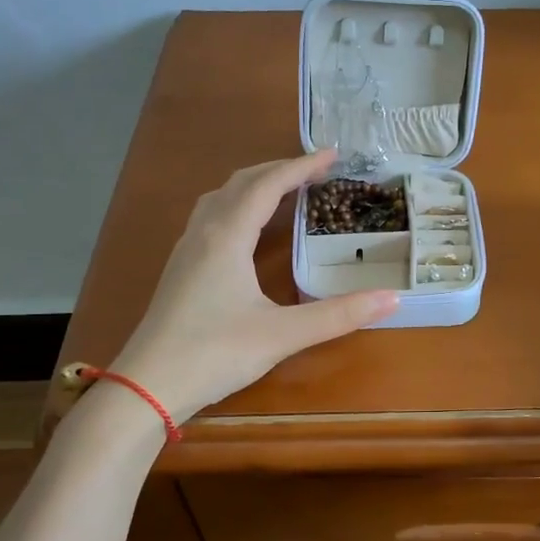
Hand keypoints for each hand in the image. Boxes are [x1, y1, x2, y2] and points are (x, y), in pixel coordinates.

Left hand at [109, 150, 398, 421]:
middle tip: (316, 171)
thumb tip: (392, 298)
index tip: (333, 154)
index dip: (301, 166)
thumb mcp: (282, 334)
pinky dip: (237, 205)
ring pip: (221, 198)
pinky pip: (211, 217)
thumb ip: (338, 315)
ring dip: (254, 185)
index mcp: (227, 236)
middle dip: (279, 170)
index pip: (267, 185)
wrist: (147, 386)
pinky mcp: (180, 270)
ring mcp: (186, 250)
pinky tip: (248, 229)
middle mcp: (204, 233)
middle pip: (241, 183)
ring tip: (285, 189)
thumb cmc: (214, 353)